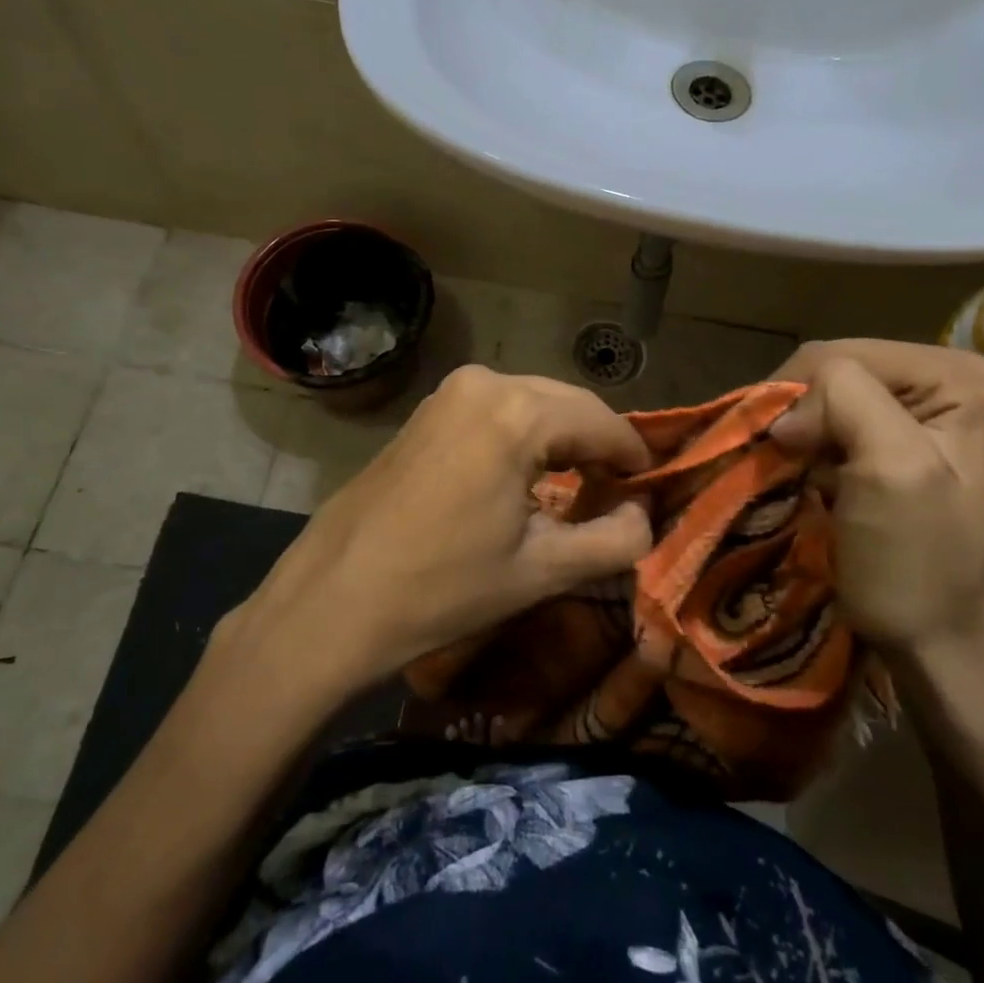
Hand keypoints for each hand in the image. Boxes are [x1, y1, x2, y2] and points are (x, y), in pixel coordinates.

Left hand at [230, 366, 652, 688]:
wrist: (333, 600)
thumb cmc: (443, 588)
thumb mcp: (542, 571)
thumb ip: (615, 540)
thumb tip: (644, 515)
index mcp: (519, 412)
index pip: (603, 422)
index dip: (634, 456)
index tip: (650, 490)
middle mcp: (486, 382)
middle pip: (569, 404)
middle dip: (598, 445)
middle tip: (618, 493)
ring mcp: (449, 392)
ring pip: (533, 403)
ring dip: (561, 439)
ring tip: (578, 487)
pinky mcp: (427, 410)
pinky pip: (497, 410)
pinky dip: (524, 435)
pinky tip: (526, 476)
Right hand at [769, 340, 983, 661]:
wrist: (938, 647)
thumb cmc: (919, 565)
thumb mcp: (893, 470)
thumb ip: (846, 400)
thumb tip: (785, 412)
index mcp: (958, 376)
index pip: (843, 355)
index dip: (803, 399)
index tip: (787, 454)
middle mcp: (941, 383)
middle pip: (833, 371)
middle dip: (799, 416)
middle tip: (783, 466)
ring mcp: (916, 416)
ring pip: (823, 400)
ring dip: (797, 436)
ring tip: (790, 475)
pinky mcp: (890, 446)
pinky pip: (828, 427)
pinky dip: (804, 452)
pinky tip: (804, 479)